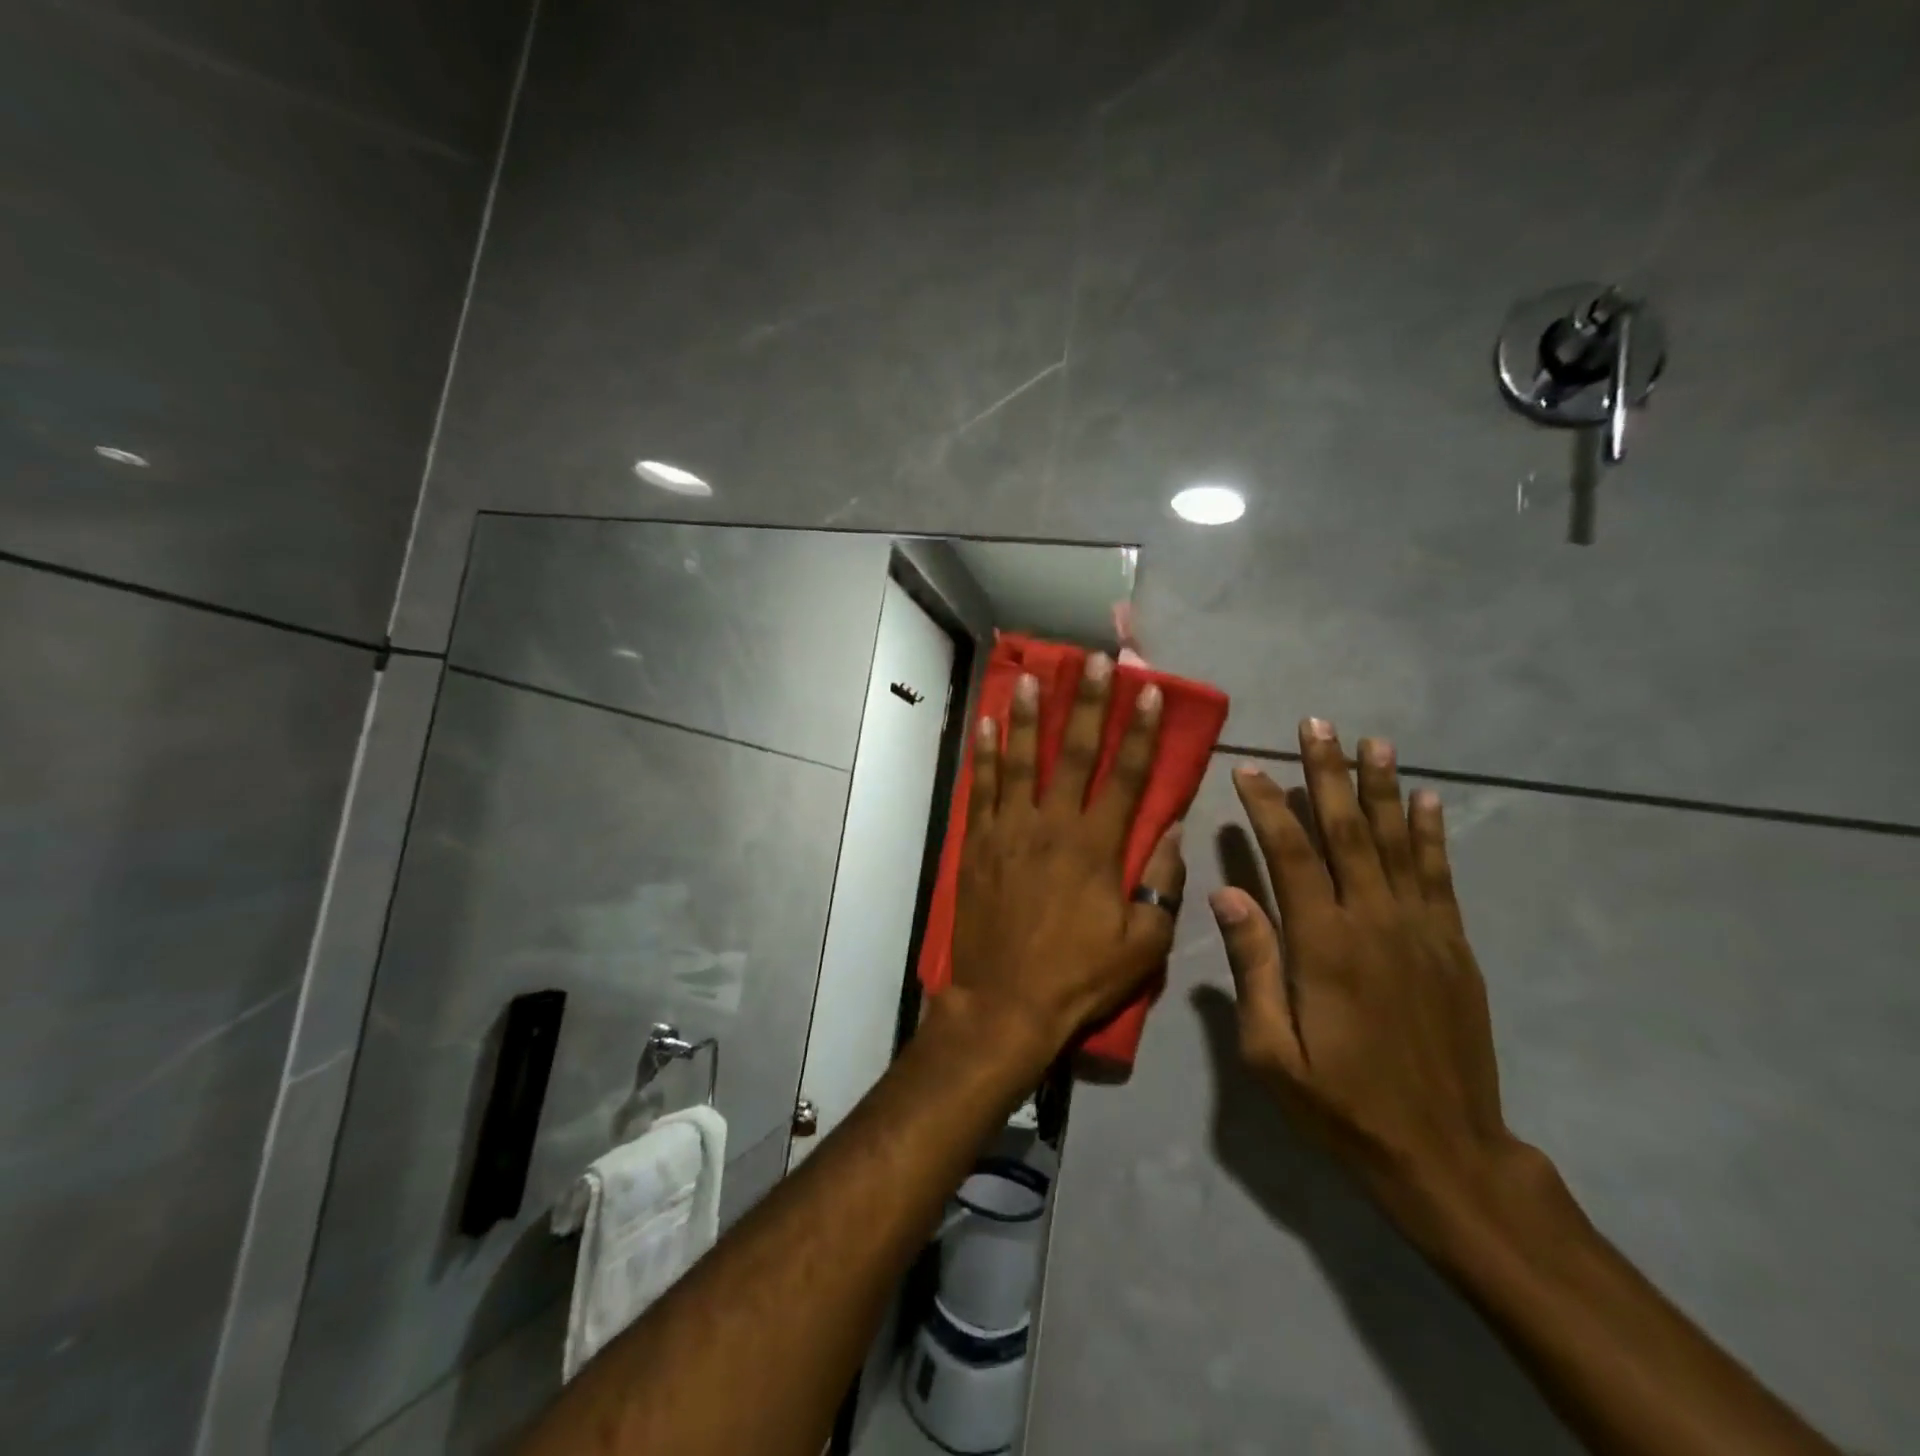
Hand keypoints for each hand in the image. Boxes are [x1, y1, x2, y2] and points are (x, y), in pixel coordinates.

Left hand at [949, 654, 1185, 1061]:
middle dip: (1087, 703)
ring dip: (1029, 716)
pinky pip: (982, 789)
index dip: (1139, 731)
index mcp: (1096, 847)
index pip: (1125, 776)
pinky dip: (985, 755)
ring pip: (1022, 760)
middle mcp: (1053, 825)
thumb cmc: (1078, 976)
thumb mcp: (1143, 943)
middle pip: (1074, 753)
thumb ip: (1161, 884)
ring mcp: (1010, 830)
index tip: (1147, 690)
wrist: (1004, 1002)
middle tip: (1093, 661)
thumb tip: (1173, 833)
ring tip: (1033, 676)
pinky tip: (988, 725)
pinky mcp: (979, 844)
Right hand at [1209, 718, 1549, 1242]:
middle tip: (1317, 724)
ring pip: (1398, 842)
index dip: (1268, 806)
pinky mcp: (1454, 947)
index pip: (1291, 855)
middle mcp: (1374, 922)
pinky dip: (1432, 835)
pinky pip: (1440, 877)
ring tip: (1374, 742)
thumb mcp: (1272, 1051)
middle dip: (1328, 774)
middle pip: (1348, 831)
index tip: (1249, 767)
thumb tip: (1226, 892)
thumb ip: (1252, 966)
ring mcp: (1421, 931)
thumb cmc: (1340, 1105)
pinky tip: (1427, 800)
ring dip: (1382, 788)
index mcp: (1324, 944)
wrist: (1443, 1154)